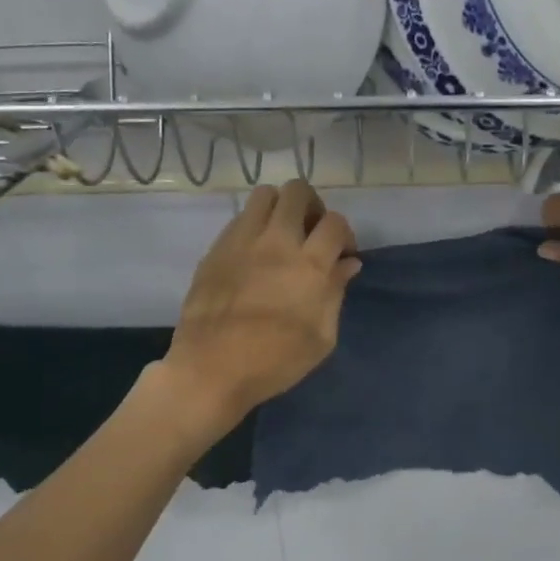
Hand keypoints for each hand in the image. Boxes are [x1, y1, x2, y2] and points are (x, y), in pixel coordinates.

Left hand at [163, 180, 360, 427]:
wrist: (211, 369)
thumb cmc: (275, 361)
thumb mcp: (322, 337)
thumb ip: (336, 293)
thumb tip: (347, 264)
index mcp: (309, 265)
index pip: (335, 222)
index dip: (345, 234)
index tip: (341, 256)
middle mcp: (277, 241)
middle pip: (298, 191)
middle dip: (313, 207)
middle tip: (311, 234)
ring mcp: (242, 241)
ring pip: (265, 194)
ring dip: (280, 208)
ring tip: (281, 235)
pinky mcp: (216, 249)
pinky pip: (240, 218)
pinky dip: (254, 226)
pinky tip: (254, 254)